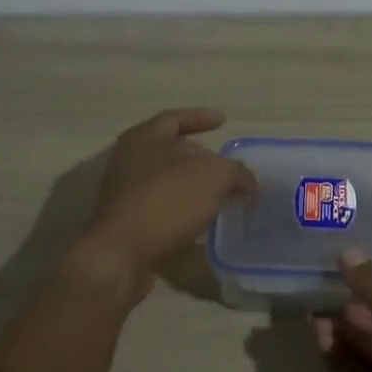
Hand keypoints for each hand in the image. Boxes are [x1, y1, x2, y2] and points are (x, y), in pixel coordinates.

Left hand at [78, 109, 257, 299]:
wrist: (122, 254)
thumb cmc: (166, 200)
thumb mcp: (214, 176)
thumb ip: (237, 172)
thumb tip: (249, 182)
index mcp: (143, 138)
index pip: (175, 118)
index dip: (201, 117)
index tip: (224, 121)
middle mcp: (130, 161)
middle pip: (172, 151)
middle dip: (203, 157)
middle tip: (229, 167)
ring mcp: (127, 194)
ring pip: (170, 183)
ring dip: (197, 187)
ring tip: (224, 195)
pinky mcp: (130, 223)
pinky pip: (165, 209)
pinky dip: (187, 211)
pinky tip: (207, 220)